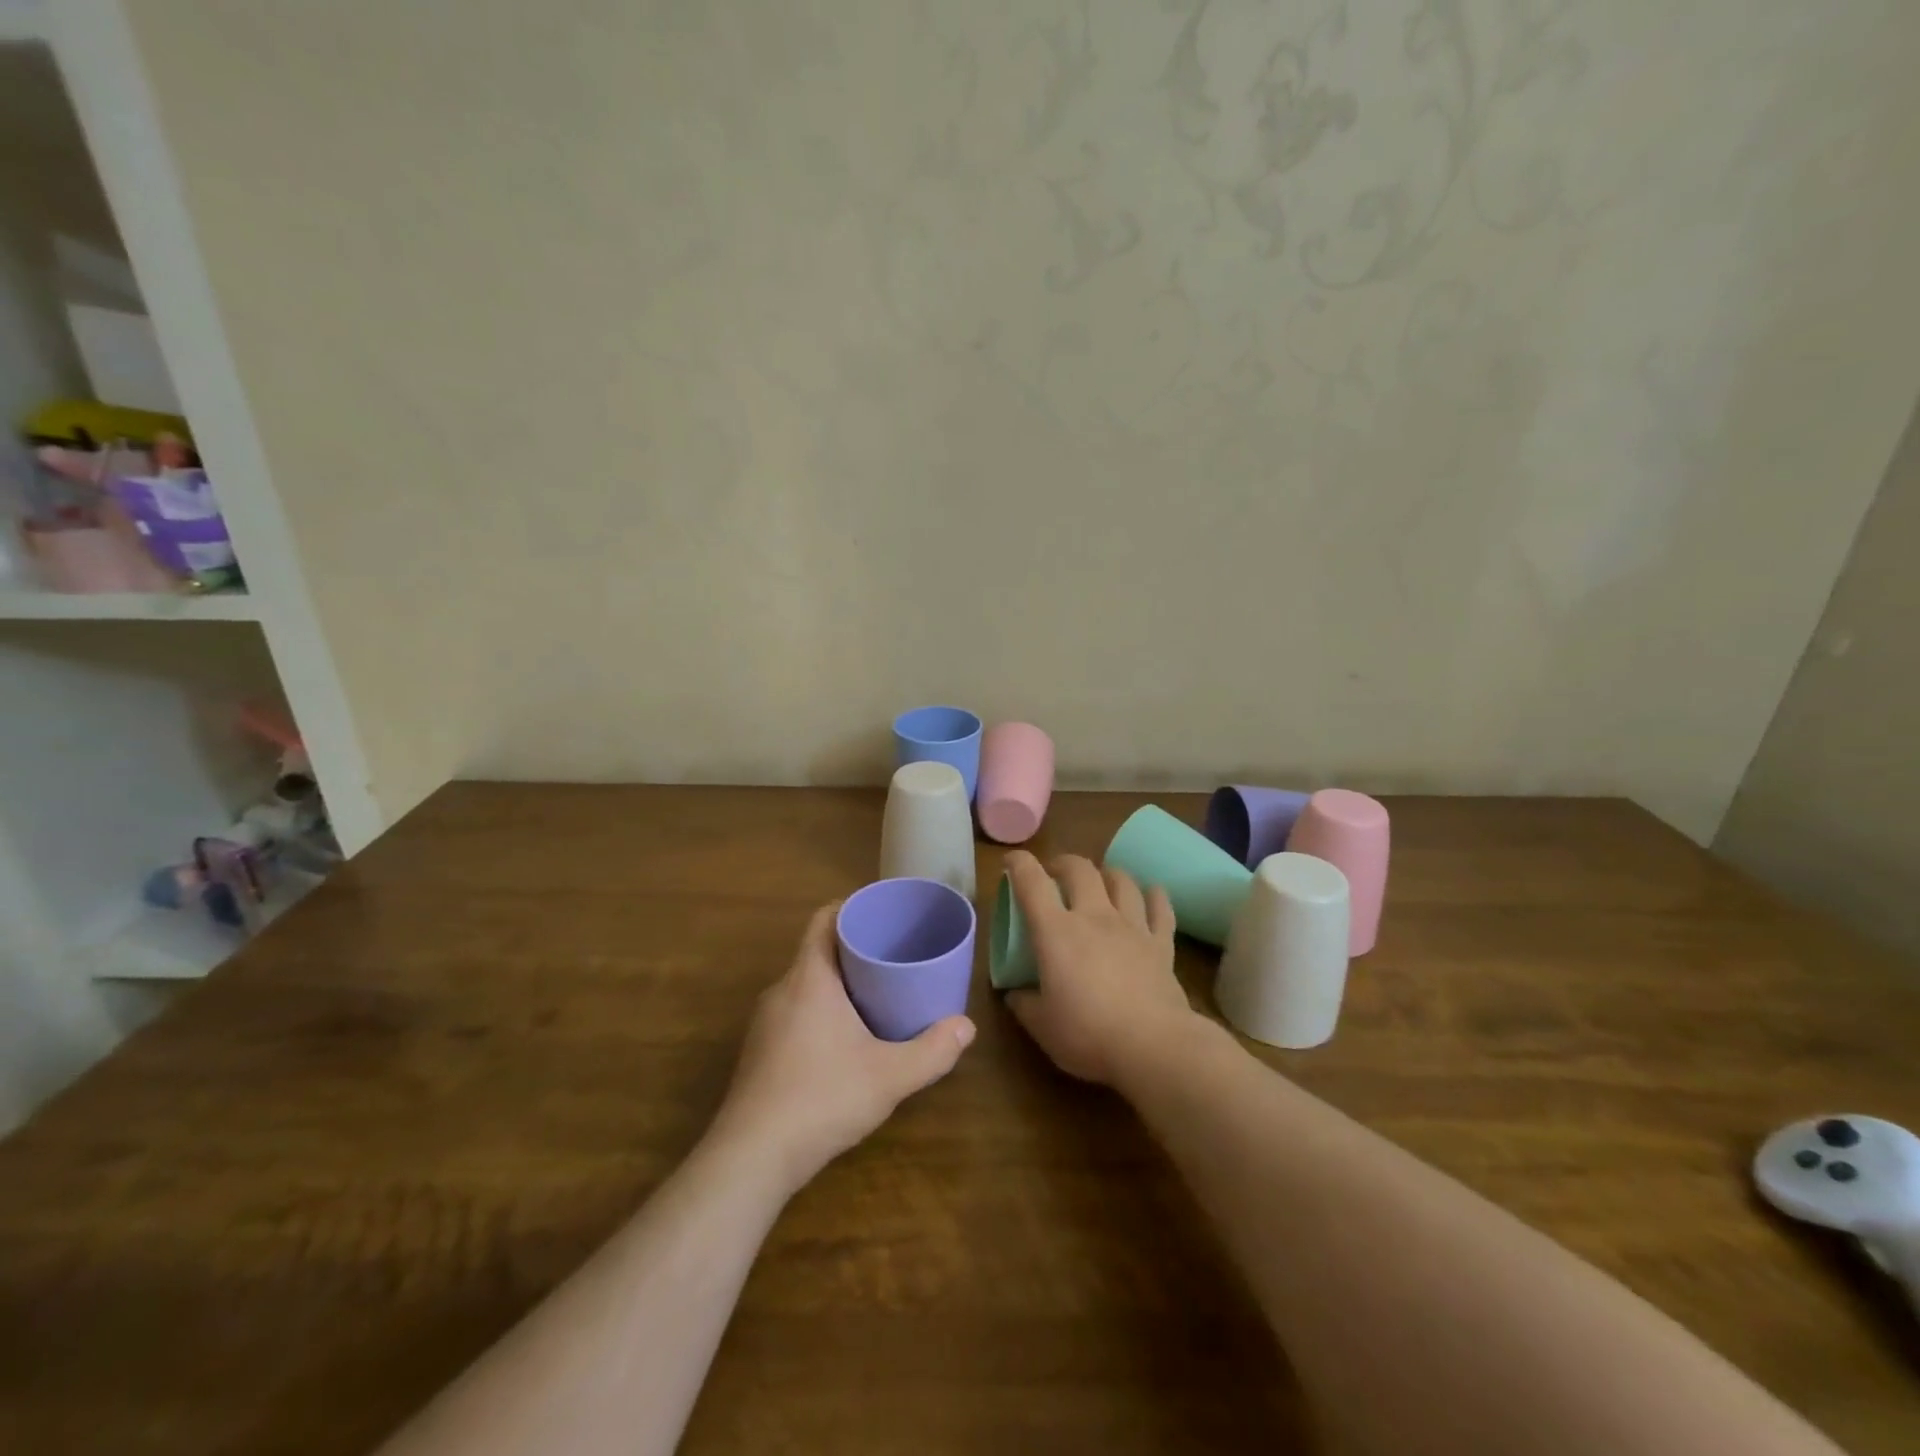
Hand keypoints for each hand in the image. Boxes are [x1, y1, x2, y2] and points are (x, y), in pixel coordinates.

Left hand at [710, 903, 975, 1193]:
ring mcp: (765, 1022)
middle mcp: (782, 990)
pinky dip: (820, 1010)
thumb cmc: (822, 1098)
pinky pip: (794, 1011)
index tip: (883, 914)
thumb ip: (932, 1051)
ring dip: (837, 983)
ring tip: (876, 995)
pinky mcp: (759, 1051)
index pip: (824, 919)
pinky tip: (843, 1040)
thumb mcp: (889, 1076)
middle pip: (818, 951)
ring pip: (805, 984)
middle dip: (854, 949)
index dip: (852, 908)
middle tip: (894, 957)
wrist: (751, 1158)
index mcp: (809, 978)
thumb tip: (967, 1027)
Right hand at [1003, 850, 1198, 1085]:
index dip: (1019, 864)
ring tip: (1100, 882)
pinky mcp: (1161, 944)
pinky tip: (1151, 894)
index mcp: (1056, 931)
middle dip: (1063, 864)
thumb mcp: (1041, 1026)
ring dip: (1107, 874)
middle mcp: (1094, 916)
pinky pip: (1160, 908)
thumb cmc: (1088, 1034)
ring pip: (1122, 881)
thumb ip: (1024, 1004)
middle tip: (1055, 875)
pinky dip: (1154, 896)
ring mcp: (1132, 927)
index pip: (1032, 882)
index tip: (1011, 863)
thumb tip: (1015, 994)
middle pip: (1080, 869)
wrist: (1153, 1046)